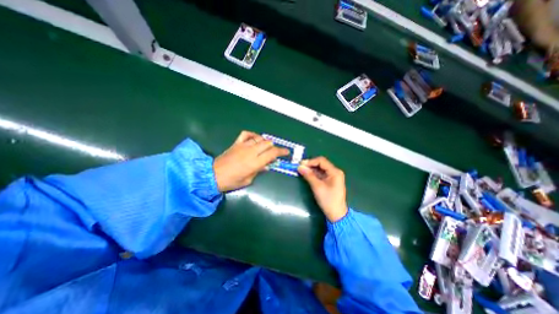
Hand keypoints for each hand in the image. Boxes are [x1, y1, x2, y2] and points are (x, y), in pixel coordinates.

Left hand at [214, 132, 287, 191]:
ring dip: (265, 142)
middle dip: (274, 147)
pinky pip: (246, 134)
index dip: (281, 151)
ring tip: (266, 147)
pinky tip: (254, 139)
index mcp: (255, 162)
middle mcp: (251, 151)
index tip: (286, 152)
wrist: (213, 175)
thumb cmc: (231, 181)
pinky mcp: (236, 143)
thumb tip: (266, 165)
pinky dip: (253, 135)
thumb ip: (258, 171)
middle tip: (275, 152)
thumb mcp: (248, 180)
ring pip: (259, 138)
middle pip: (268, 144)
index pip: (272, 153)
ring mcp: (243, 145)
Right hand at [299, 156, 348, 220]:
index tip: (300, 165)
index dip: (310, 161)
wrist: (336, 214)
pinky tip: (307, 175)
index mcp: (335, 172)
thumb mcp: (317, 187)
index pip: (321, 161)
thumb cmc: (328, 200)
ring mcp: (333, 176)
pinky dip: (313, 174)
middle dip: (310, 165)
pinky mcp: (330, 181)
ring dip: (311, 169)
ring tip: (301, 171)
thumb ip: (309, 175)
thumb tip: (299, 166)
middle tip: (300, 168)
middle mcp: (335, 172)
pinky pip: (321, 174)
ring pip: (320, 169)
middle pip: (321, 164)